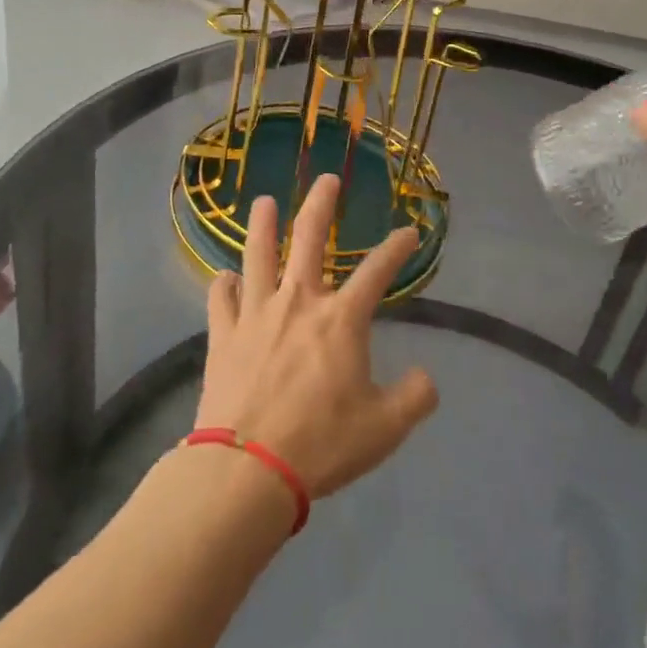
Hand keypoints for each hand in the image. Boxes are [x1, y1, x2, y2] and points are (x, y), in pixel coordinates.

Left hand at [195, 175, 438, 499]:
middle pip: (309, 237)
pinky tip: (224, 277)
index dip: (396, 248)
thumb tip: (427, 378)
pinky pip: (220, 299)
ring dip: (261, 224)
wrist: (247, 469)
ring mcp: (255, 314)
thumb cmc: (321, 444)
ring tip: (262, 201)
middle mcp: (298, 301)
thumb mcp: (385, 428)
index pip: (377, 271)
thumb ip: (414, 397)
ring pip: (257, 254)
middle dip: (321, 203)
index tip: (409, 232)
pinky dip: (222, 284)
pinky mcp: (222, 335)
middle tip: (327, 178)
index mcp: (340, 319)